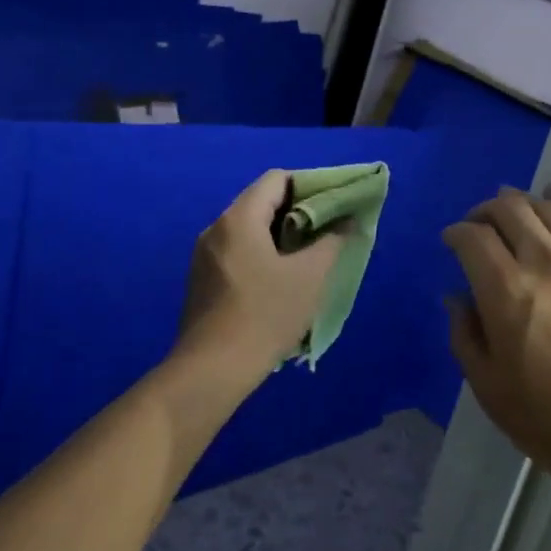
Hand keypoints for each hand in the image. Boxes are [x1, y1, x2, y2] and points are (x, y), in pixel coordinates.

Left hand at [174, 170, 344, 395]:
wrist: (211, 372)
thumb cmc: (265, 315)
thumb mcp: (309, 277)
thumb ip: (332, 241)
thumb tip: (347, 220)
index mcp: (239, 218)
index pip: (278, 179)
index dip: (310, 185)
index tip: (335, 205)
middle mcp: (217, 228)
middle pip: (262, 201)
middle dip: (299, 211)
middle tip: (328, 231)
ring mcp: (204, 255)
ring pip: (250, 228)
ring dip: (281, 235)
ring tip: (309, 256)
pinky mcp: (202, 280)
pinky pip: (238, 250)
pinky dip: (263, 253)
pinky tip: (281, 279)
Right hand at [444, 188, 550, 505]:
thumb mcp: (491, 390)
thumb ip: (465, 336)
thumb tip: (458, 298)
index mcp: (507, 291)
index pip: (472, 237)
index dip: (455, 233)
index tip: (451, 241)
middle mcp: (545, 260)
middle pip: (508, 208)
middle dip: (485, 211)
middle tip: (479, 226)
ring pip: (547, 207)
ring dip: (522, 203)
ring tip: (513, 213)